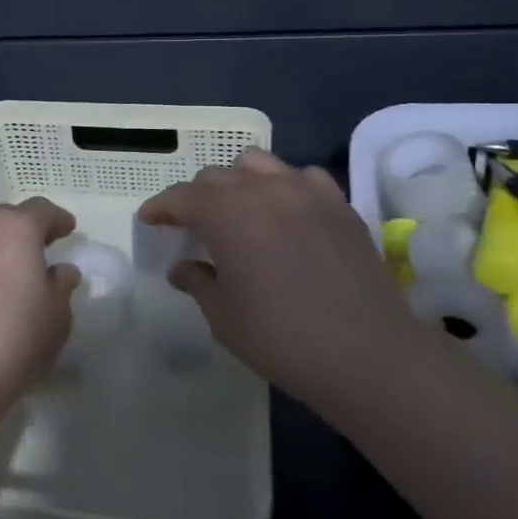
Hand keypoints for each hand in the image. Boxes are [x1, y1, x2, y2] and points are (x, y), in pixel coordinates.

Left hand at [0, 197, 81, 441]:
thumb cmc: (15, 339)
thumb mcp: (57, 316)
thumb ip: (61, 286)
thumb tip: (60, 272)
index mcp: (15, 228)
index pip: (41, 210)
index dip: (58, 219)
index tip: (69, 230)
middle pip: (8, 219)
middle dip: (27, 230)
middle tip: (43, 249)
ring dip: (1, 248)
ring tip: (15, 273)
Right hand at [138, 148, 413, 422]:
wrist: (368, 354)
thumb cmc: (282, 339)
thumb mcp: (224, 318)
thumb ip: (198, 282)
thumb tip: (183, 266)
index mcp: (226, 214)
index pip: (182, 197)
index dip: (161, 207)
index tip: (149, 219)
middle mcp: (262, 189)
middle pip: (217, 177)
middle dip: (197, 196)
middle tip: (192, 225)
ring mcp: (305, 191)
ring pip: (258, 164)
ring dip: (238, 181)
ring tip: (239, 210)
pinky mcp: (339, 203)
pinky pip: (301, 177)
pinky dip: (284, 186)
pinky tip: (287, 212)